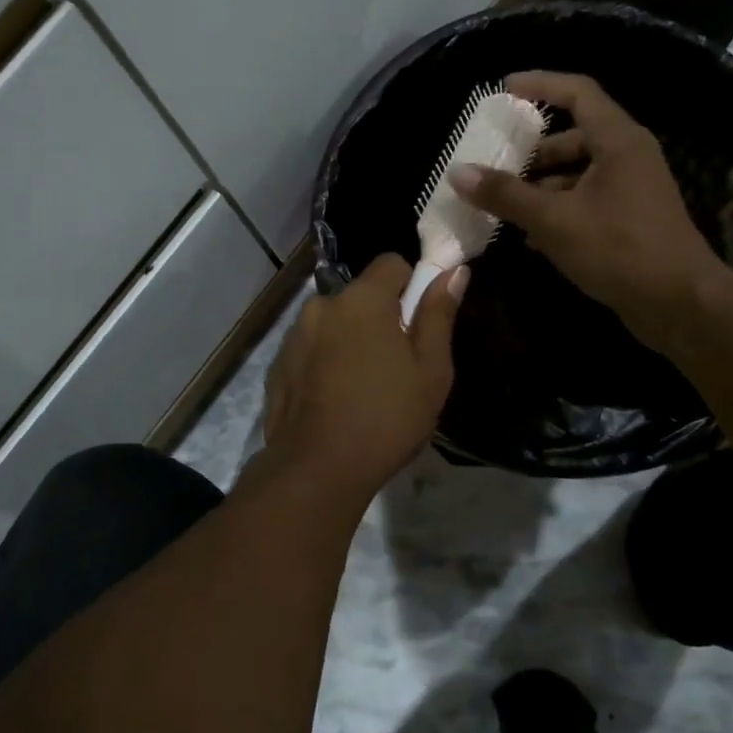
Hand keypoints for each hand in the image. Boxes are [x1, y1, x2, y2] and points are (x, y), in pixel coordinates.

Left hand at [262, 255, 465, 499]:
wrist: (317, 469)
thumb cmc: (387, 417)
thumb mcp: (431, 370)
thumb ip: (438, 314)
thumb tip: (453, 271)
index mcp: (362, 299)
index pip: (391, 263)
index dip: (411, 285)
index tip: (418, 323)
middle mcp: (322, 305)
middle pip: (360, 295)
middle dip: (380, 317)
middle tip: (397, 364)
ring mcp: (295, 335)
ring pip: (334, 322)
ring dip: (350, 338)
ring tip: (363, 387)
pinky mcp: (278, 364)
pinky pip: (312, 348)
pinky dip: (326, 361)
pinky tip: (335, 399)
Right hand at [449, 71, 729, 351]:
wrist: (679, 303)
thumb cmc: (619, 249)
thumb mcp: (553, 219)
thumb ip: (505, 194)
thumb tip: (458, 173)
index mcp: (618, 141)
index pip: (577, 92)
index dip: (540, 84)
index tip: (504, 89)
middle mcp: (628, 157)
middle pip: (574, 136)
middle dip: (532, 151)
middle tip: (495, 163)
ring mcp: (631, 189)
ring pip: (577, 174)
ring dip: (540, 186)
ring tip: (503, 206)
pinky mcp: (629, 220)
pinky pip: (585, 201)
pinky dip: (557, 210)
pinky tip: (529, 237)